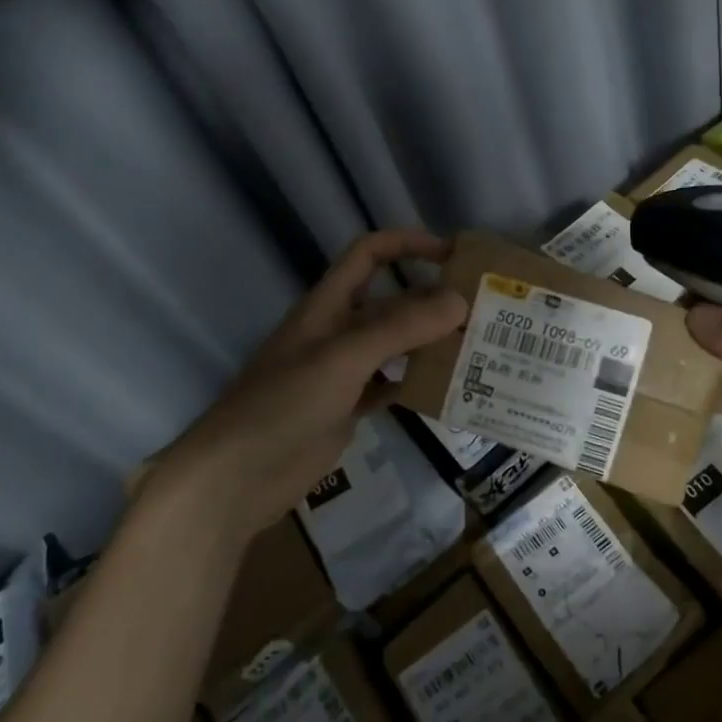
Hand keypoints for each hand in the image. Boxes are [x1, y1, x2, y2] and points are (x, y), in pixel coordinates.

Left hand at [146, 229, 467, 549]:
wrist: (237, 477)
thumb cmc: (283, 404)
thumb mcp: (343, 357)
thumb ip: (399, 327)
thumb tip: (459, 300)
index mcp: (328, 304)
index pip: (370, 253)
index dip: (408, 244)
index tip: (454, 255)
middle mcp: (336, 330)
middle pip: (390, 301)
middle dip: (431, 299)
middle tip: (484, 311)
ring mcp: (341, 372)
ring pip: (393, 345)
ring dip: (429, 342)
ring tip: (477, 348)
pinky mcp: (345, 408)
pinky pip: (389, 385)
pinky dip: (415, 383)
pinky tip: (447, 390)